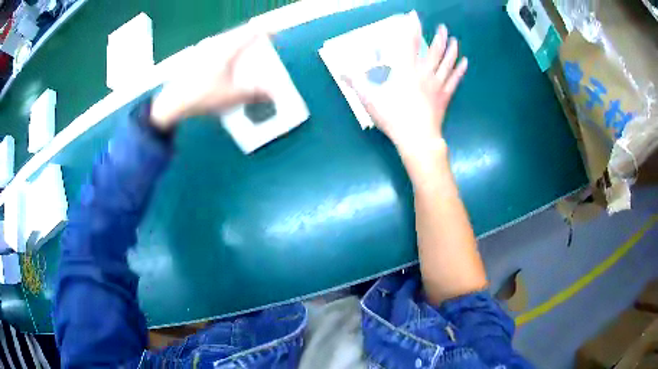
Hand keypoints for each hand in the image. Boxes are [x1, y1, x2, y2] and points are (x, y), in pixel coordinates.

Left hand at [150, 28, 269, 130]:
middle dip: (251, 37)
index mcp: (227, 49)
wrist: (172, 103)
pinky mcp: (195, 59)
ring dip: (236, 44)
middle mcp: (215, 45)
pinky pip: (215, 48)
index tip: (274, 34)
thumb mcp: (232, 97)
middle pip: (237, 34)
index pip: (250, 33)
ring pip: (225, 41)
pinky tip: (223, 64)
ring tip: (243, 54)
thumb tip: (272, 93)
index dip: (264, 32)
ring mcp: (203, 51)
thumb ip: (254, 94)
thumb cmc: (203, 96)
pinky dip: (225, 51)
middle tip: (259, 43)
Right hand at [345, 16, 467, 160]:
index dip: (412, 27)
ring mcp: (437, 85)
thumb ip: (356, 83)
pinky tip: (465, 62)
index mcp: (406, 71)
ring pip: (447, 63)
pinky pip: (455, 80)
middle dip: (439, 37)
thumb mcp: (369, 100)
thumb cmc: (393, 117)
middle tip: (443, 27)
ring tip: (455, 40)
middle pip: (435, 51)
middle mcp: (425, 73)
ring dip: (452, 50)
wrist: (417, 139)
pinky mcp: (445, 97)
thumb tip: (341, 72)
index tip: (414, 16)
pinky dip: (460, 70)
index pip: (410, 43)